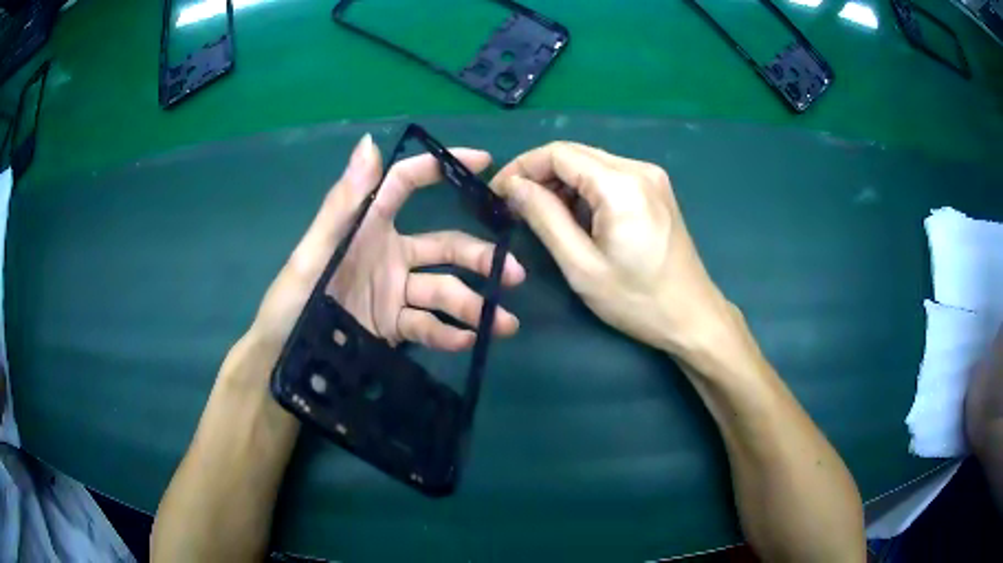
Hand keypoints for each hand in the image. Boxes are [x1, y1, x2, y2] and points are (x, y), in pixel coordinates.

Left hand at [250, 134, 524, 358]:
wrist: (283, 361)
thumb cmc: (291, 303)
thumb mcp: (312, 254)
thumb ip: (343, 205)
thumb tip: (370, 142)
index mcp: (366, 226)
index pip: (406, 184)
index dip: (443, 168)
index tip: (484, 163)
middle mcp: (388, 254)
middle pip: (445, 247)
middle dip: (480, 258)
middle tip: (513, 274)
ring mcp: (394, 292)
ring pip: (443, 291)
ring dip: (474, 306)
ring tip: (503, 325)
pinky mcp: (394, 326)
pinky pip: (428, 326)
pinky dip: (449, 334)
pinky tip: (467, 341)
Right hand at [490, 142, 737, 360]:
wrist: (692, 317)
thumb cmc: (636, 300)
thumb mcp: (581, 265)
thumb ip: (544, 218)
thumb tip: (513, 187)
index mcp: (621, 184)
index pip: (558, 153)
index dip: (522, 167)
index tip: (499, 193)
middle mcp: (638, 169)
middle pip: (575, 154)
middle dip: (539, 175)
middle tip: (516, 208)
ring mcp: (651, 178)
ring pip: (591, 164)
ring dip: (561, 184)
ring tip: (542, 216)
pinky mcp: (655, 190)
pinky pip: (609, 177)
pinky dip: (584, 191)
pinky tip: (575, 217)